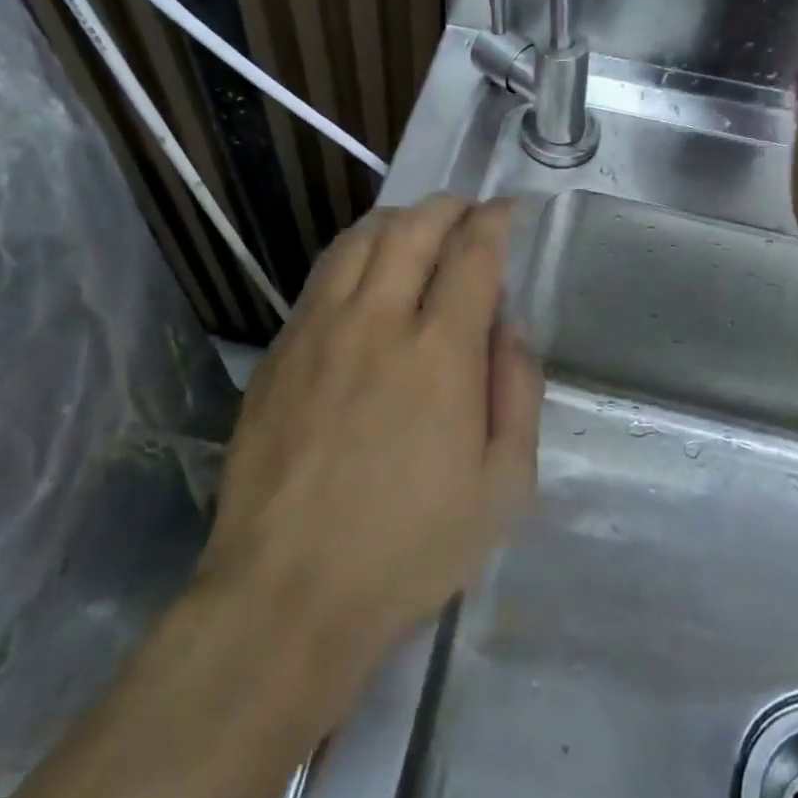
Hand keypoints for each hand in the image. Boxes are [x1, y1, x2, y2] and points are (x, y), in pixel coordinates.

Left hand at [199, 196, 542, 687]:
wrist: (289, 590)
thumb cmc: (411, 548)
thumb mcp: (503, 487)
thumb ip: (517, 392)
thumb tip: (509, 325)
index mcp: (440, 352)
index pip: (473, 253)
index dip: (495, 221)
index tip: (508, 211)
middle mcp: (377, 320)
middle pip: (413, 228)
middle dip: (449, 207)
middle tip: (468, 211)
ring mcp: (318, 330)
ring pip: (359, 239)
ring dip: (397, 219)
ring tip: (418, 229)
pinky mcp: (280, 349)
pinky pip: (321, 275)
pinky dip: (354, 252)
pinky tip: (364, 272)